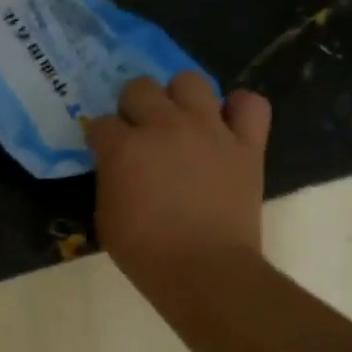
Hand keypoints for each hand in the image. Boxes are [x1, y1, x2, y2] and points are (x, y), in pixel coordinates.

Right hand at [87, 74, 272, 305]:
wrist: (204, 270)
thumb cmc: (145, 252)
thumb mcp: (107, 216)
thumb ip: (110, 180)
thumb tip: (118, 167)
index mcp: (124, 147)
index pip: (101, 123)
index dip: (101, 137)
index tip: (105, 152)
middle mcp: (164, 126)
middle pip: (139, 88)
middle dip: (132, 107)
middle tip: (138, 132)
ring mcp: (208, 130)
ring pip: (190, 81)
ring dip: (179, 97)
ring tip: (180, 120)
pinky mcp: (245, 144)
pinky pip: (250, 104)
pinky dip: (239, 109)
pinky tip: (227, 124)